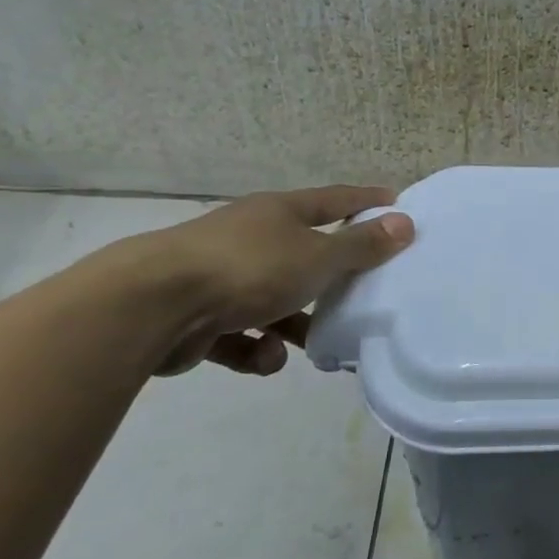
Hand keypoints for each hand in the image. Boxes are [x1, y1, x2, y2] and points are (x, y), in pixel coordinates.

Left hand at [123, 186, 414, 376]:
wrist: (153, 306)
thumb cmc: (248, 269)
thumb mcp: (318, 257)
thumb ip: (362, 245)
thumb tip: (405, 222)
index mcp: (278, 214)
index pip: (334, 200)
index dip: (366, 202)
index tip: (395, 202)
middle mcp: (250, 238)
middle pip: (303, 255)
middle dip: (330, 280)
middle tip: (360, 295)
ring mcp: (221, 277)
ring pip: (273, 301)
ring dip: (294, 325)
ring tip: (311, 345)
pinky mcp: (198, 317)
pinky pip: (243, 334)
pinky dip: (257, 348)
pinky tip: (263, 357)